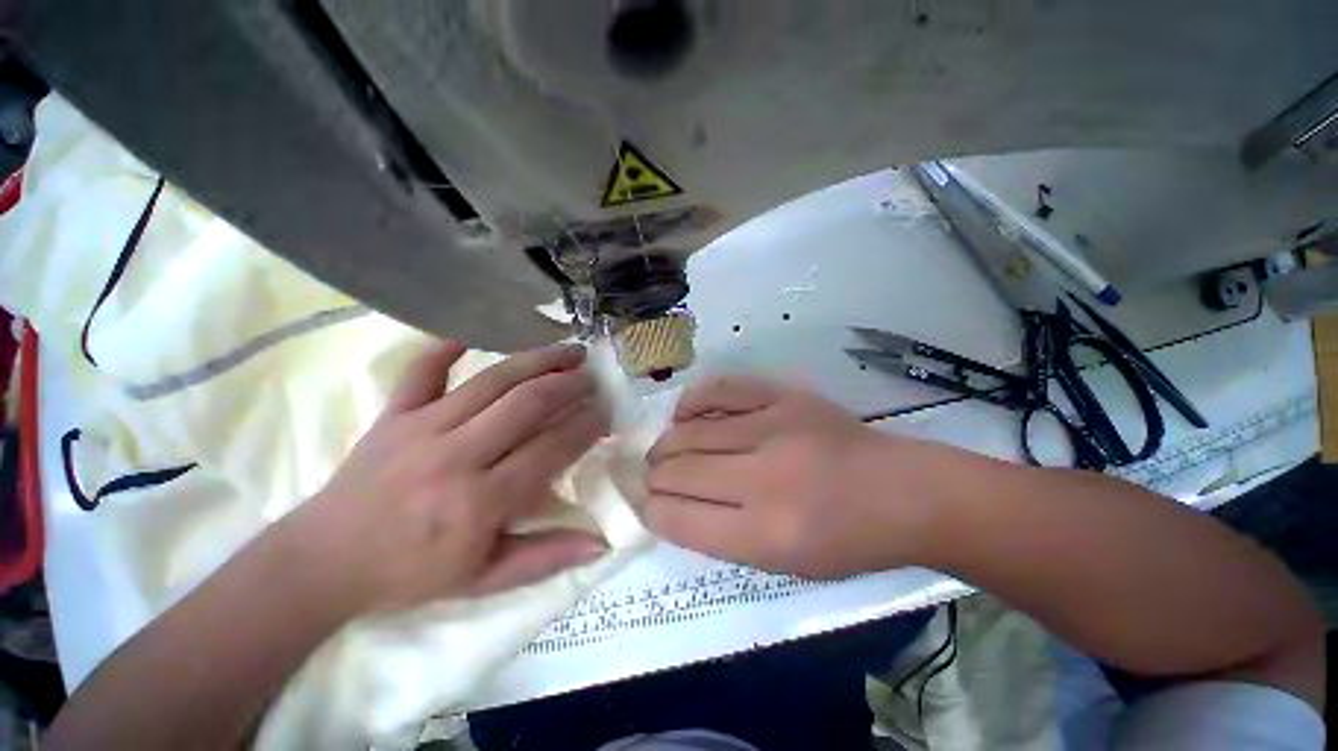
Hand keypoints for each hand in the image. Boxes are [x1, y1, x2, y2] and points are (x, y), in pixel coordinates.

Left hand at [286, 341, 609, 615]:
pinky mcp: (393, 414)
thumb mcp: (481, 581)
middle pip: (524, 405)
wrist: (336, 555)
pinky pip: (423, 370)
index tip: (606, 412)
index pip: (548, 451)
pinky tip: (469, 335)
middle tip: (592, 375)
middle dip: (567, 385)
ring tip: (564, 349)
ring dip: (531, 361)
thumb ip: (541, 559)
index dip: (583, 427)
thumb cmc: (411, 574)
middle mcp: (456, 455)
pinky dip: (446, 348)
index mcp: (480, 503)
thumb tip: (600, 541)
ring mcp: (421, 427)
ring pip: (488, 382)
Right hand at [642, 376, 940, 577]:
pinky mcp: (788, 397)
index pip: (675, 518)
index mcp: (764, 534)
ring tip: (668, 454)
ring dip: (667, 446)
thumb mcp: (784, 566)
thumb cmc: (849, 544)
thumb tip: (670, 508)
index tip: (650, 509)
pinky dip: (693, 403)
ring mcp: (776, 429)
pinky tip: (687, 416)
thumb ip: (722, 540)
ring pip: (688, 431)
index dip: (651, 513)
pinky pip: (721, 389)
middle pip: (675, 472)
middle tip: (656, 483)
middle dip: (653, 481)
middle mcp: (764, 479)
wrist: (905, 494)